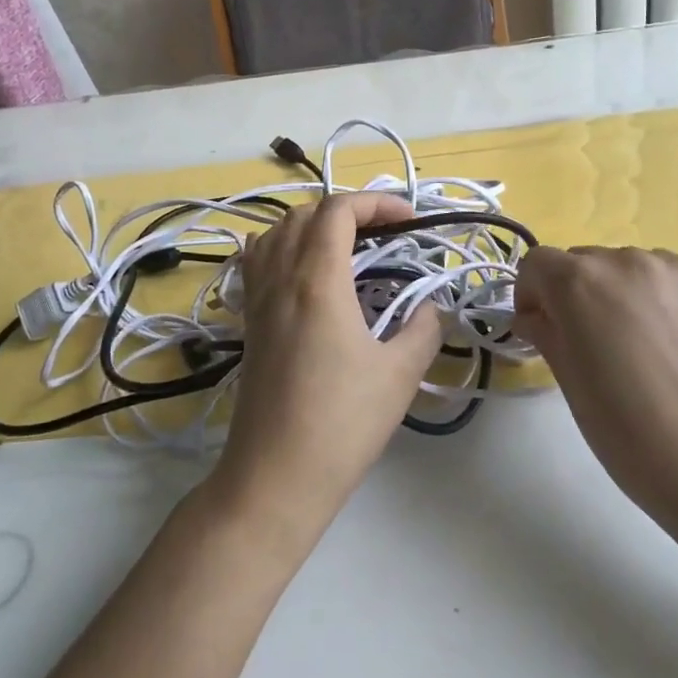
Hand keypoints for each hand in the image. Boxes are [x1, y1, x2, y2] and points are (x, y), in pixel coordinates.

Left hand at [208, 193, 442, 549]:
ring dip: (312, 223)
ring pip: (276, 231)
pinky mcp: (248, 322)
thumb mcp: (400, 374)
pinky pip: (257, 261)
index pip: (338, 210)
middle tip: (385, 232)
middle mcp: (280, 278)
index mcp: (317, 280)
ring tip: (346, 245)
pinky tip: (302, 272)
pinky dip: (281, 246)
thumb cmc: (342, 423)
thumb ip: (424, 329)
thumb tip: (430, 308)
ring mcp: (257, 299)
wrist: (276, 475)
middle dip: (348, 210)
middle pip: (305, 213)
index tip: (410, 220)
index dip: (377, 202)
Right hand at [513, 246, 677, 523]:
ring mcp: (672, 270)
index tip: (539, 329)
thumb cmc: (628, 429)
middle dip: (573, 294)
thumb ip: (546, 333)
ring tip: (636, 343)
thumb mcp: (569, 381)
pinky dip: (656, 298)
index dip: (530, 294)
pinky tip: (670, 341)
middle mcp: (624, 262)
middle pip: (582, 262)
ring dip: (617, 293)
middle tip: (588, 342)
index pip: (536, 264)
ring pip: (626, 268)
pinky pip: (666, 278)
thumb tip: (535, 318)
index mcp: (579, 283)